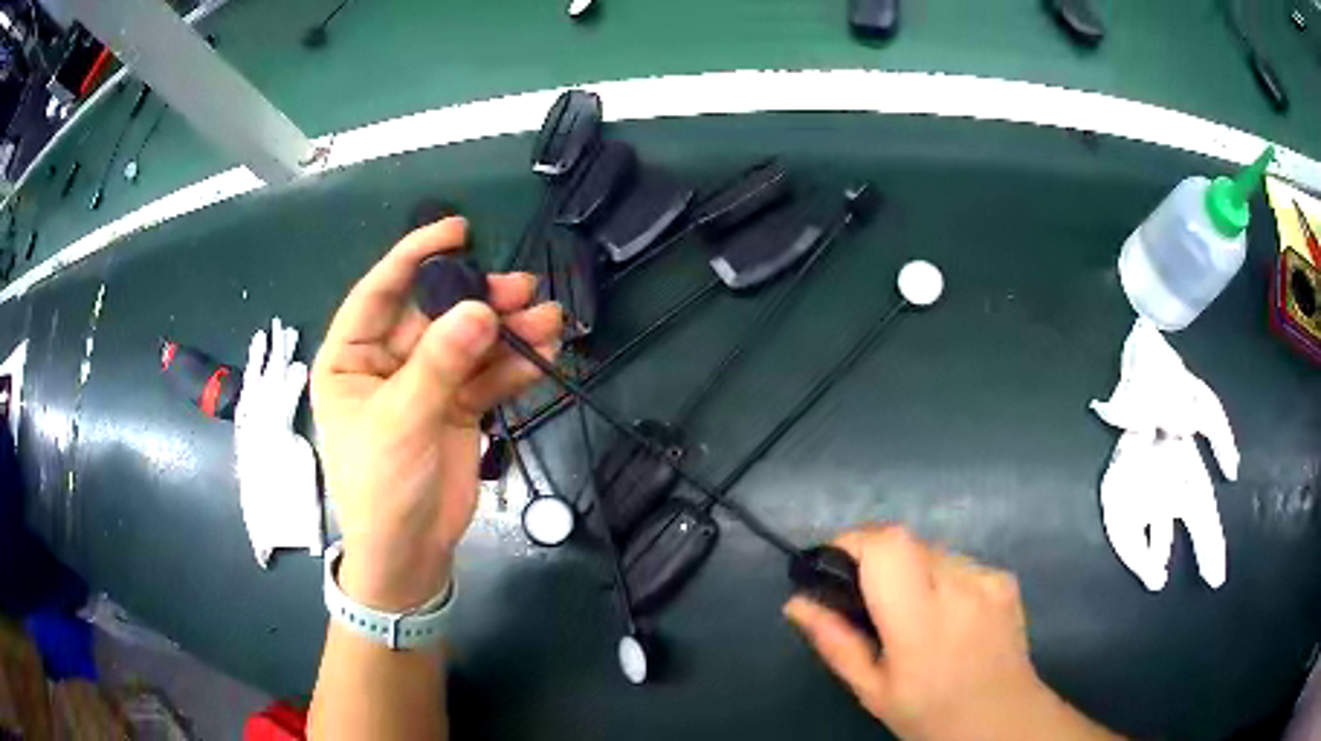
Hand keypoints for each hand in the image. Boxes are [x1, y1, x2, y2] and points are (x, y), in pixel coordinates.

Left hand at [312, 218, 561, 610]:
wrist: (409, 553)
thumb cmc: (379, 487)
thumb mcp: (400, 421)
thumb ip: (439, 364)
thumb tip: (480, 310)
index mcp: (350, 357)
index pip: (379, 292)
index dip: (415, 255)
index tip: (458, 230)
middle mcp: (386, 362)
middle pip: (434, 314)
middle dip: (476, 299)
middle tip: (520, 288)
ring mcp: (425, 383)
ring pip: (467, 342)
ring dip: (506, 331)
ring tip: (548, 319)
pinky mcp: (457, 407)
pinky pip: (487, 375)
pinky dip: (515, 365)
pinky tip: (543, 352)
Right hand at [785, 525, 1119, 740]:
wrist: (1001, 718)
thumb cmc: (928, 713)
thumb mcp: (872, 689)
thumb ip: (834, 642)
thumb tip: (795, 602)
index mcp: (921, 620)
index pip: (887, 545)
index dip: (854, 541)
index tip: (833, 564)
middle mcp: (960, 586)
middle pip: (907, 540)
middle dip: (877, 558)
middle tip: (867, 598)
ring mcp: (988, 578)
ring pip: (932, 549)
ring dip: (910, 568)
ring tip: (910, 612)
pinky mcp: (1005, 577)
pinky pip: (959, 562)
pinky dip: (941, 577)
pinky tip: (946, 614)